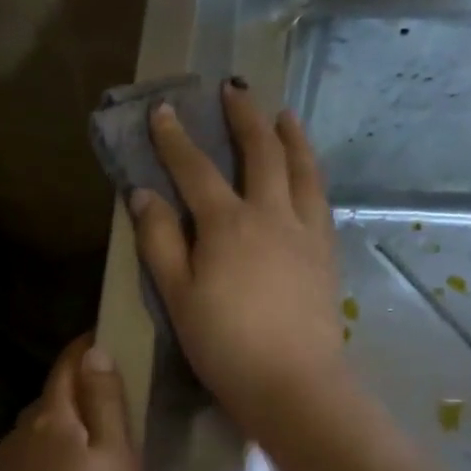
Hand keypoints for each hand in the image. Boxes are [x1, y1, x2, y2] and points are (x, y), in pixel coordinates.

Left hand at [0, 337, 140, 470]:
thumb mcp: (118, 461)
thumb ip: (105, 402)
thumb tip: (94, 353)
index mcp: (51, 418)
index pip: (67, 365)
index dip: (86, 349)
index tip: (107, 342)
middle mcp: (18, 435)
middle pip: (50, 400)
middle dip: (77, 394)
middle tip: (114, 410)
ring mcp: (2, 470)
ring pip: (37, 435)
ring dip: (61, 433)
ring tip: (92, 458)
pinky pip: (26, 466)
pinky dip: (47, 465)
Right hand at [130, 81, 345, 436]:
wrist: (293, 382)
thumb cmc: (224, 344)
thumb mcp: (177, 296)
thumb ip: (160, 241)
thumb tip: (143, 193)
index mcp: (227, 224)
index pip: (196, 169)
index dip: (175, 138)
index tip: (164, 109)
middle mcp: (270, 214)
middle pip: (260, 153)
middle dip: (244, 116)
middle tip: (235, 88)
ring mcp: (305, 232)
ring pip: (301, 169)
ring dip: (290, 136)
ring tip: (284, 115)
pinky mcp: (326, 253)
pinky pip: (320, 199)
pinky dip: (312, 174)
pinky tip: (308, 174)